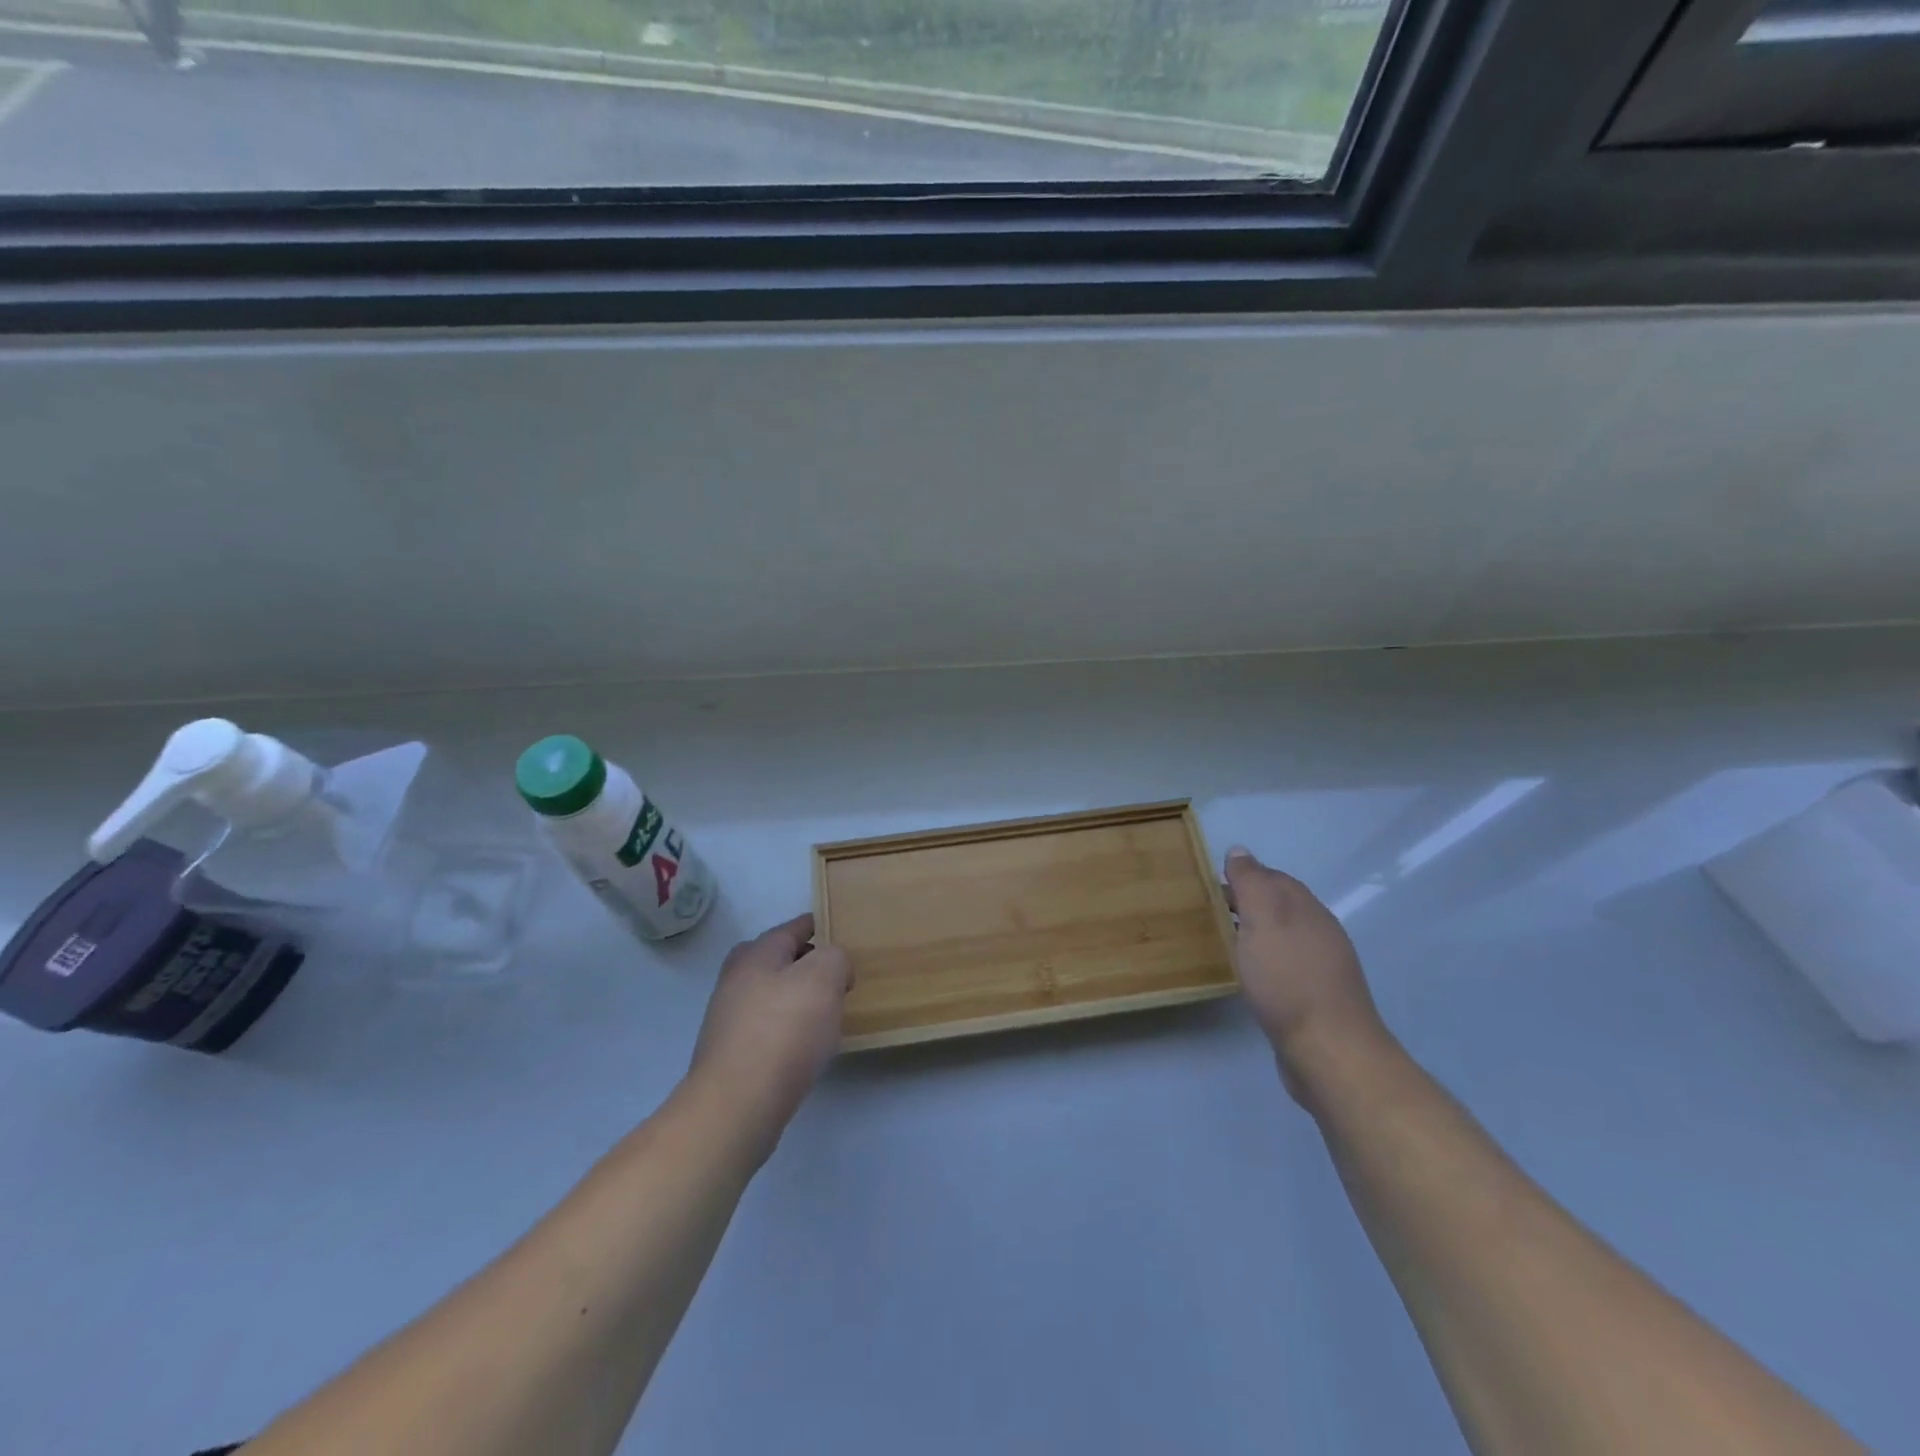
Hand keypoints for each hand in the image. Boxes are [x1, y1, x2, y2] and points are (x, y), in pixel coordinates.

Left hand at [690, 913, 852, 1158]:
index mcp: (757, 952)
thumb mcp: (824, 977)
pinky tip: (806, 1046)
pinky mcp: (731, 1054)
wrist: (737, 1105)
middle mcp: (737, 978)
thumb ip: (836, 957)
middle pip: (778, 960)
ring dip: (797, 998)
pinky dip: (787, 1029)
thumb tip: (834, 967)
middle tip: (838, 976)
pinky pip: (768, 1028)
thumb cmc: (784, 1030)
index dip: (821, 926)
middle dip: (807, 963)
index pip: (794, 927)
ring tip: (828, 1012)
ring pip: (772, 995)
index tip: (842, 933)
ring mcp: (729, 1018)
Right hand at [1224, 846, 1392, 1104]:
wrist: (1328, 1050)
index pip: (1272, 878)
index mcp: (1306, 908)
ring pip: (1281, 936)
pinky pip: (1284, 965)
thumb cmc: (1288, 978)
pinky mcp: (1315, 998)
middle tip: (1208, 911)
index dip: (1241, 876)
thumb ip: (1251, 883)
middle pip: (1278, 905)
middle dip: (1246, 903)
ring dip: (1254, 933)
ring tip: (1221, 940)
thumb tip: (1240, 851)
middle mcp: (1318, 931)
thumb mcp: (1263, 919)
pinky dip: (1263, 961)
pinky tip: (1248, 974)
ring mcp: (1321, 966)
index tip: (1208, 885)